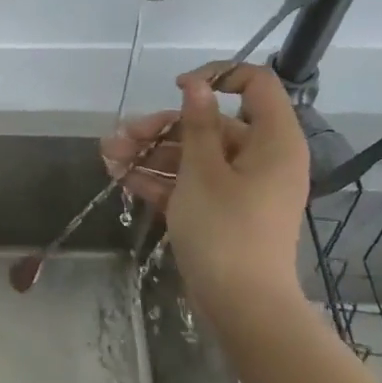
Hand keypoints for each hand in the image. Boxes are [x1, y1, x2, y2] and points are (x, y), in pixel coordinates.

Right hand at [101, 63, 310, 311]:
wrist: (241, 305)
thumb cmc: (225, 229)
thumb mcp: (203, 171)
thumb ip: (197, 124)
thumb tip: (196, 84)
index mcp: (272, 141)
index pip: (256, 85)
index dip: (216, 77)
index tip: (176, 88)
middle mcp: (261, 158)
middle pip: (210, 125)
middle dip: (161, 128)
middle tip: (120, 136)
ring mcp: (241, 187)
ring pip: (194, 156)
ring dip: (151, 155)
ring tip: (108, 159)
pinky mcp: (223, 211)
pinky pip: (192, 184)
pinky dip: (161, 180)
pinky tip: (123, 180)